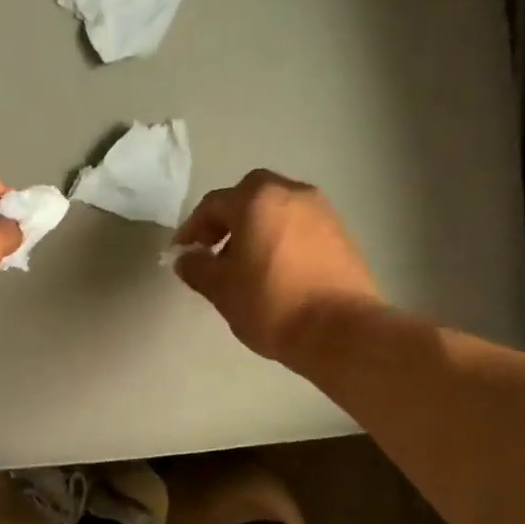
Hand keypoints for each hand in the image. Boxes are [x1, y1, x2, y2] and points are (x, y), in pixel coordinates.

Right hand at [172, 169, 380, 362]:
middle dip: (228, 218)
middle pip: (250, 195)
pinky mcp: (342, 233)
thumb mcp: (221, 289)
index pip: (213, 204)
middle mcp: (292, 193)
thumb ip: (197, 268)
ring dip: (256, 227)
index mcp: (256, 200)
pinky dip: (281, 238)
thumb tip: (187, 258)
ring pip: (277, 208)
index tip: (182, 253)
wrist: (341, 330)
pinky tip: (275, 270)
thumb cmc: (271, 303)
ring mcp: (322, 211)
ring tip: (245, 264)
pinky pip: (300, 225)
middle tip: (214, 248)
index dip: (191, 228)